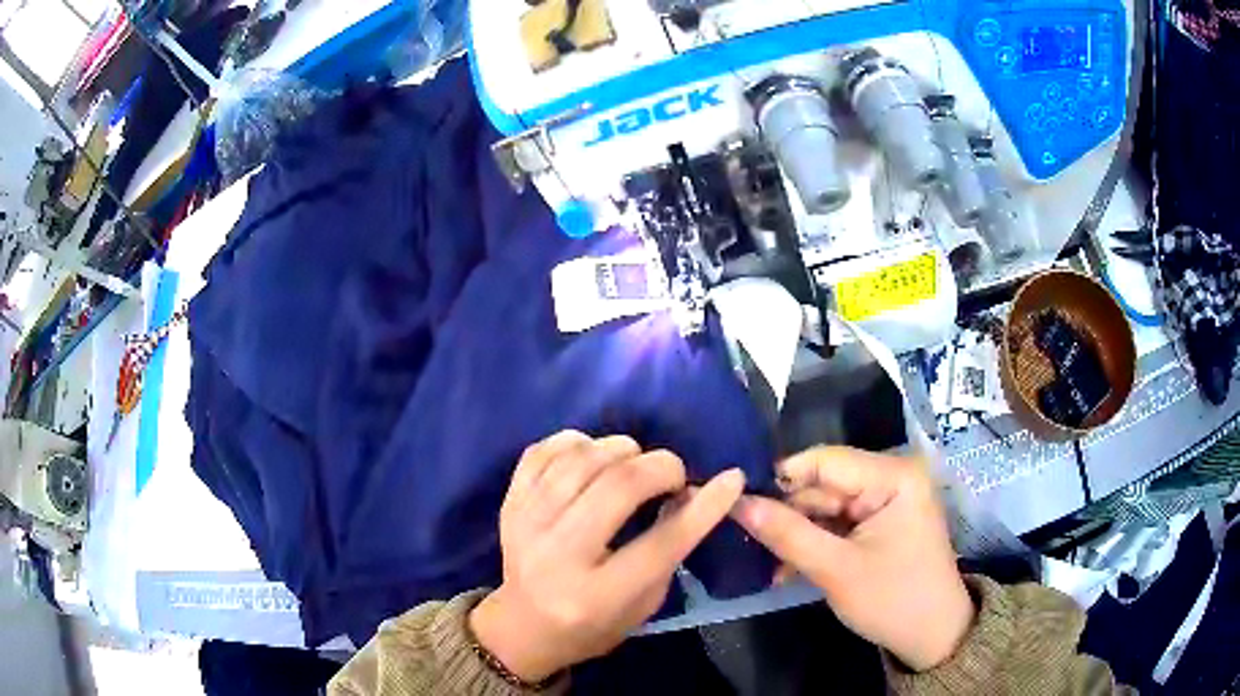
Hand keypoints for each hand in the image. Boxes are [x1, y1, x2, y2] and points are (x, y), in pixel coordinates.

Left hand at [469, 431, 745, 681]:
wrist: (522, 627)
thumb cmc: (593, 626)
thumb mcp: (642, 605)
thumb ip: (668, 552)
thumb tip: (688, 492)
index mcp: (597, 596)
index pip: (661, 543)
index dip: (704, 507)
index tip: (731, 478)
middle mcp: (558, 556)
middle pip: (618, 488)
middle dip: (660, 467)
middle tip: (673, 473)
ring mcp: (526, 525)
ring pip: (581, 460)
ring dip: (620, 449)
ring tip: (635, 461)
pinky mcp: (509, 504)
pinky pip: (542, 452)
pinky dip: (575, 442)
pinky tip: (592, 453)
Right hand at [731, 447, 973, 671]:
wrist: (931, 637)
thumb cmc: (892, 600)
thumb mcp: (835, 570)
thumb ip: (786, 534)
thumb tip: (736, 502)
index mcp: (894, 475)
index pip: (825, 460)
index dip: (781, 478)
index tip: (738, 502)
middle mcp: (891, 477)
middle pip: (823, 484)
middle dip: (787, 514)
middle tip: (746, 540)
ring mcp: (886, 500)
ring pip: (825, 506)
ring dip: (796, 534)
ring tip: (766, 563)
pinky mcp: (879, 522)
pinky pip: (836, 523)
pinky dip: (813, 543)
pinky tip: (788, 569)